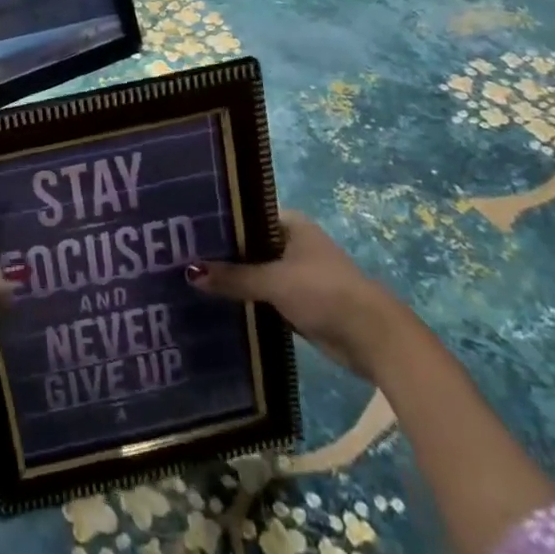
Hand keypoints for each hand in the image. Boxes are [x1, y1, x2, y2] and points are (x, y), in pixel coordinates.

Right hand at [186, 210, 407, 380]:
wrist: (375, 340)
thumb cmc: (325, 293)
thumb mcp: (274, 282)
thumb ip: (232, 277)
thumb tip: (189, 273)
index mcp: (290, 223)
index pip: (243, 213)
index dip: (216, 220)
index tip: (184, 227)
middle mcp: (292, 243)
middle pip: (247, 243)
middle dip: (219, 251)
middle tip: (179, 252)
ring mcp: (295, 273)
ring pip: (253, 271)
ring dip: (231, 277)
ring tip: (188, 275)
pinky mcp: (298, 302)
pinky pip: (262, 295)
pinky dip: (244, 298)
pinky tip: (215, 300)